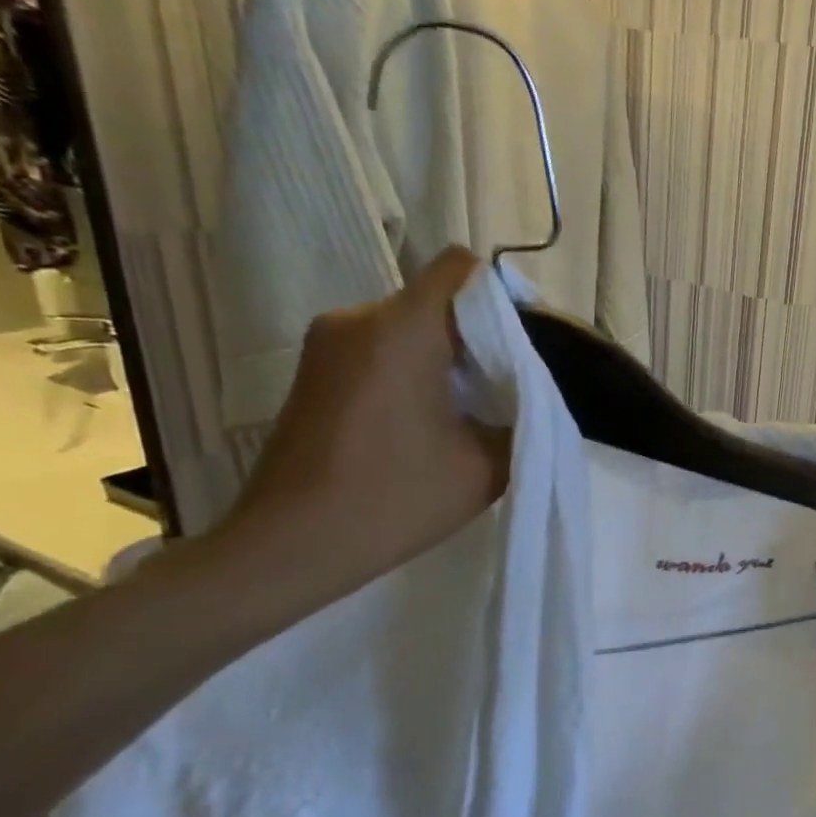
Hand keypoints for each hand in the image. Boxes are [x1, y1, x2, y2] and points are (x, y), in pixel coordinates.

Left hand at [216, 247, 510, 600]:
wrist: (289, 547)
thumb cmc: (394, 499)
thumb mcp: (486, 466)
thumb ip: (521, 420)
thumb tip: (526, 401)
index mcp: (401, 329)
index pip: (461, 269)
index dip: (501, 295)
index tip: (523, 343)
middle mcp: (356, 319)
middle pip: (436, 300)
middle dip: (478, 335)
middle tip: (507, 387)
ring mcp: (326, 344)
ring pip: (408, 326)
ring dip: (445, 356)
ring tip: (468, 410)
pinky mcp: (313, 372)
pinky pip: (379, 348)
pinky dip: (412, 370)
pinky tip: (427, 423)